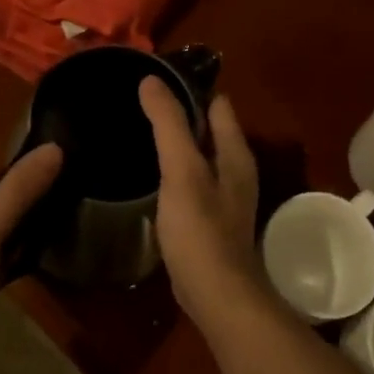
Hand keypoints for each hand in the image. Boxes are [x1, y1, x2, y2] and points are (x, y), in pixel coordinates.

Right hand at [138, 77, 260, 329]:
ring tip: (138, 133)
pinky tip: (150, 175)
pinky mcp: (209, 218)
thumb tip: (151, 80)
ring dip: (176, 143)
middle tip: (139, 104)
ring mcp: (224, 195)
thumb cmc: (200, 229)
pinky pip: (191, 180)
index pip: (217, 104)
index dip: (189, 89)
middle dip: (180, 114)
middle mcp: (235, 169)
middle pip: (209, 128)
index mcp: (235, 152)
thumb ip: (168, 124)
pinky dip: (174, 171)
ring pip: (199, 155)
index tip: (154, 81)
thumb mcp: (181, 170)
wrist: (215, 294)